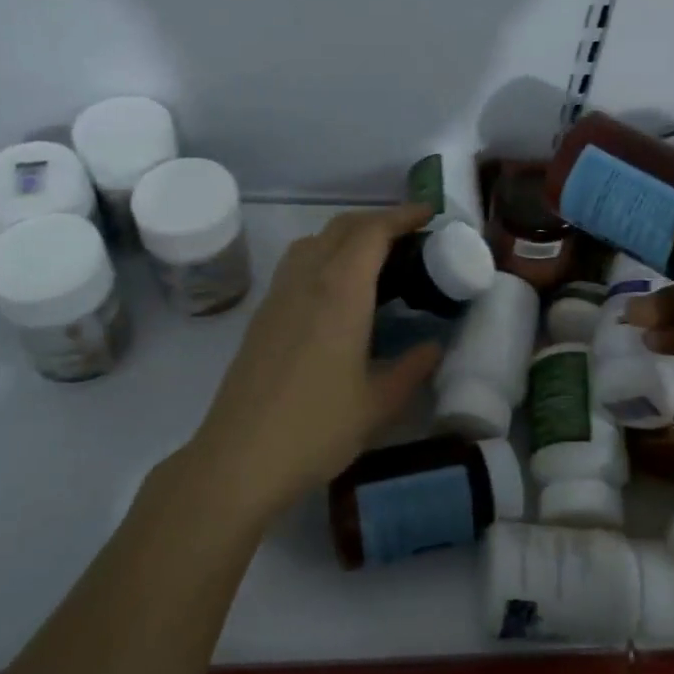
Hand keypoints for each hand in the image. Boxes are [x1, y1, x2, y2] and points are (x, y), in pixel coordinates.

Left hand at [189, 204, 442, 516]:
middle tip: (411, 236)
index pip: (372, 232)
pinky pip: (297, 264)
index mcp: (340, 292)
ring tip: (376, 259)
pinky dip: (325, 256)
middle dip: (378, 220)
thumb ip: (412, 368)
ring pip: (314, 242)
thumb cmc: (316, 429)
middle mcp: (306, 281)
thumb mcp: (378, 404)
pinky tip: (338, 292)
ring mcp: (278, 296)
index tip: (428, 213)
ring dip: (347, 235)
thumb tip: (434, 347)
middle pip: (341, 227)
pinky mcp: (262, 316)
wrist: (239, 459)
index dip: (402, 216)